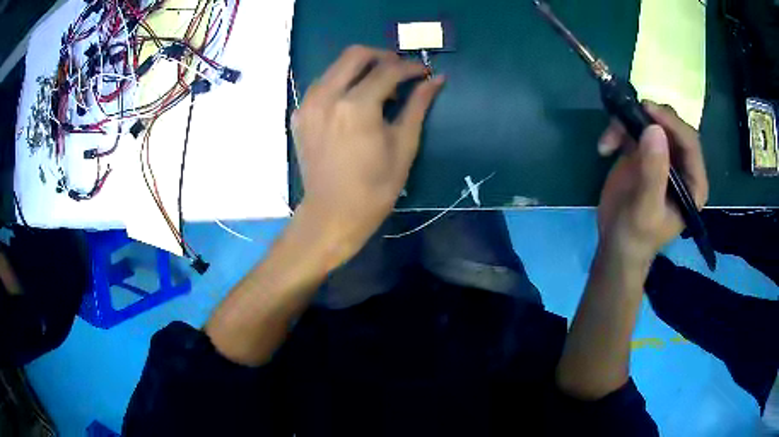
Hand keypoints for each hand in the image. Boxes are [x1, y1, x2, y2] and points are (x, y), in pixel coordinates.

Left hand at [291, 45, 444, 261]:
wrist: (332, 213)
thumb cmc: (375, 188)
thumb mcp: (404, 146)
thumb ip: (418, 106)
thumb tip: (436, 79)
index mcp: (357, 106)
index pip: (388, 70)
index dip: (410, 67)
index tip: (423, 72)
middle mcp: (327, 97)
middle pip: (355, 54)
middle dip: (382, 56)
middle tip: (399, 71)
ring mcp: (308, 104)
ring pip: (335, 66)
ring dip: (360, 68)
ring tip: (378, 88)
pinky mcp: (299, 115)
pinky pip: (322, 84)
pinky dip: (341, 83)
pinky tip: (353, 101)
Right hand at [596, 102, 708, 265]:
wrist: (615, 245)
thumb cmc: (636, 236)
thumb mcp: (646, 209)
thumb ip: (654, 173)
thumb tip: (654, 129)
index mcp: (692, 182)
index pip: (690, 142)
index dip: (672, 123)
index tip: (648, 110)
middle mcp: (681, 165)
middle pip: (670, 127)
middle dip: (649, 119)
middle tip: (628, 115)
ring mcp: (661, 156)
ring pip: (650, 122)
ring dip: (628, 124)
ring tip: (609, 140)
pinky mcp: (642, 152)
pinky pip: (633, 128)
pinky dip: (617, 131)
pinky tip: (605, 148)